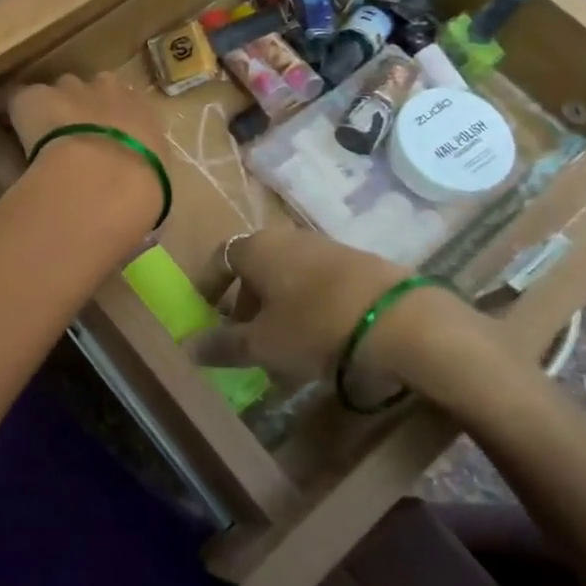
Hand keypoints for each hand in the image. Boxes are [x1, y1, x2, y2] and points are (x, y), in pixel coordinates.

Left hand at [0, 72, 167, 232]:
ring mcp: (72, 90)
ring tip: (38, 131)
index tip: (105, 140)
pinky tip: (1, 120)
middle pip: (93, 89)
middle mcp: (111, 91)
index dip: (113, 122)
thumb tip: (133, 197)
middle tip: (73, 135)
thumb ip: (143, 180)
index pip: (129, 106)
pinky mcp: (35, 97)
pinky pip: (16, 96)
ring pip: (58, 89)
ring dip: (52, 105)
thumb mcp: (153, 185)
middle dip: (83, 106)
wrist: (108, 178)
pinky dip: (8, 107)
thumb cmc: (143, 190)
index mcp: (145, 113)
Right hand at [186, 224, 509, 414]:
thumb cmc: (314, 326)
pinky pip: (315, 281)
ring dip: (277, 306)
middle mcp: (286, 238)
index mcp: (256, 248)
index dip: (209, 288)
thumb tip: (187, 347)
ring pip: (286, 275)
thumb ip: (223, 345)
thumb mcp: (263, 344)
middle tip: (245, 338)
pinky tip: (319, 338)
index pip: (219, 259)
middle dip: (245, 303)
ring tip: (282, 345)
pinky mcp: (356, 261)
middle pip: (254, 268)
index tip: (206, 315)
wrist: (398, 318)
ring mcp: (323, 246)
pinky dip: (306, 305)